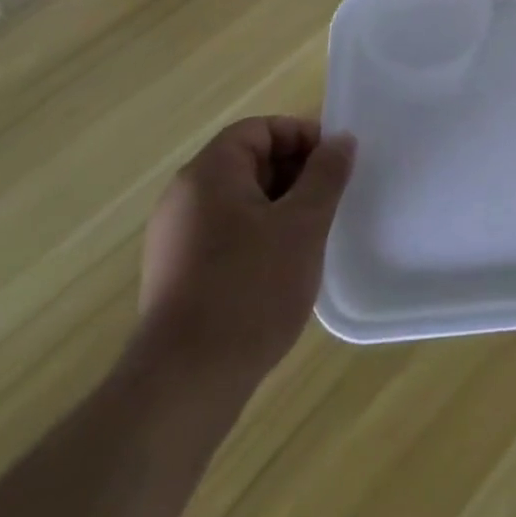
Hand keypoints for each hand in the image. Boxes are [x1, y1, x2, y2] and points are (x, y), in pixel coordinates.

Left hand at [136, 117, 355, 396]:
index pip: (260, 129)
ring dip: (279, 208)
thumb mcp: (303, 223)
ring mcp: (174, 239)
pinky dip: (257, 237)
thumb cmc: (250, 289)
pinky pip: (225, 234)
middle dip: (294, 174)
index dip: (301, 137)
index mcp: (209, 172)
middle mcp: (184, 197)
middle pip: (248, 162)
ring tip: (310, 237)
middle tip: (328, 202)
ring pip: (239, 201)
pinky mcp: (175, 276)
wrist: (183, 387)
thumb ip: (326, 174)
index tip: (333, 165)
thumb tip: (341, 140)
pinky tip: (281, 270)